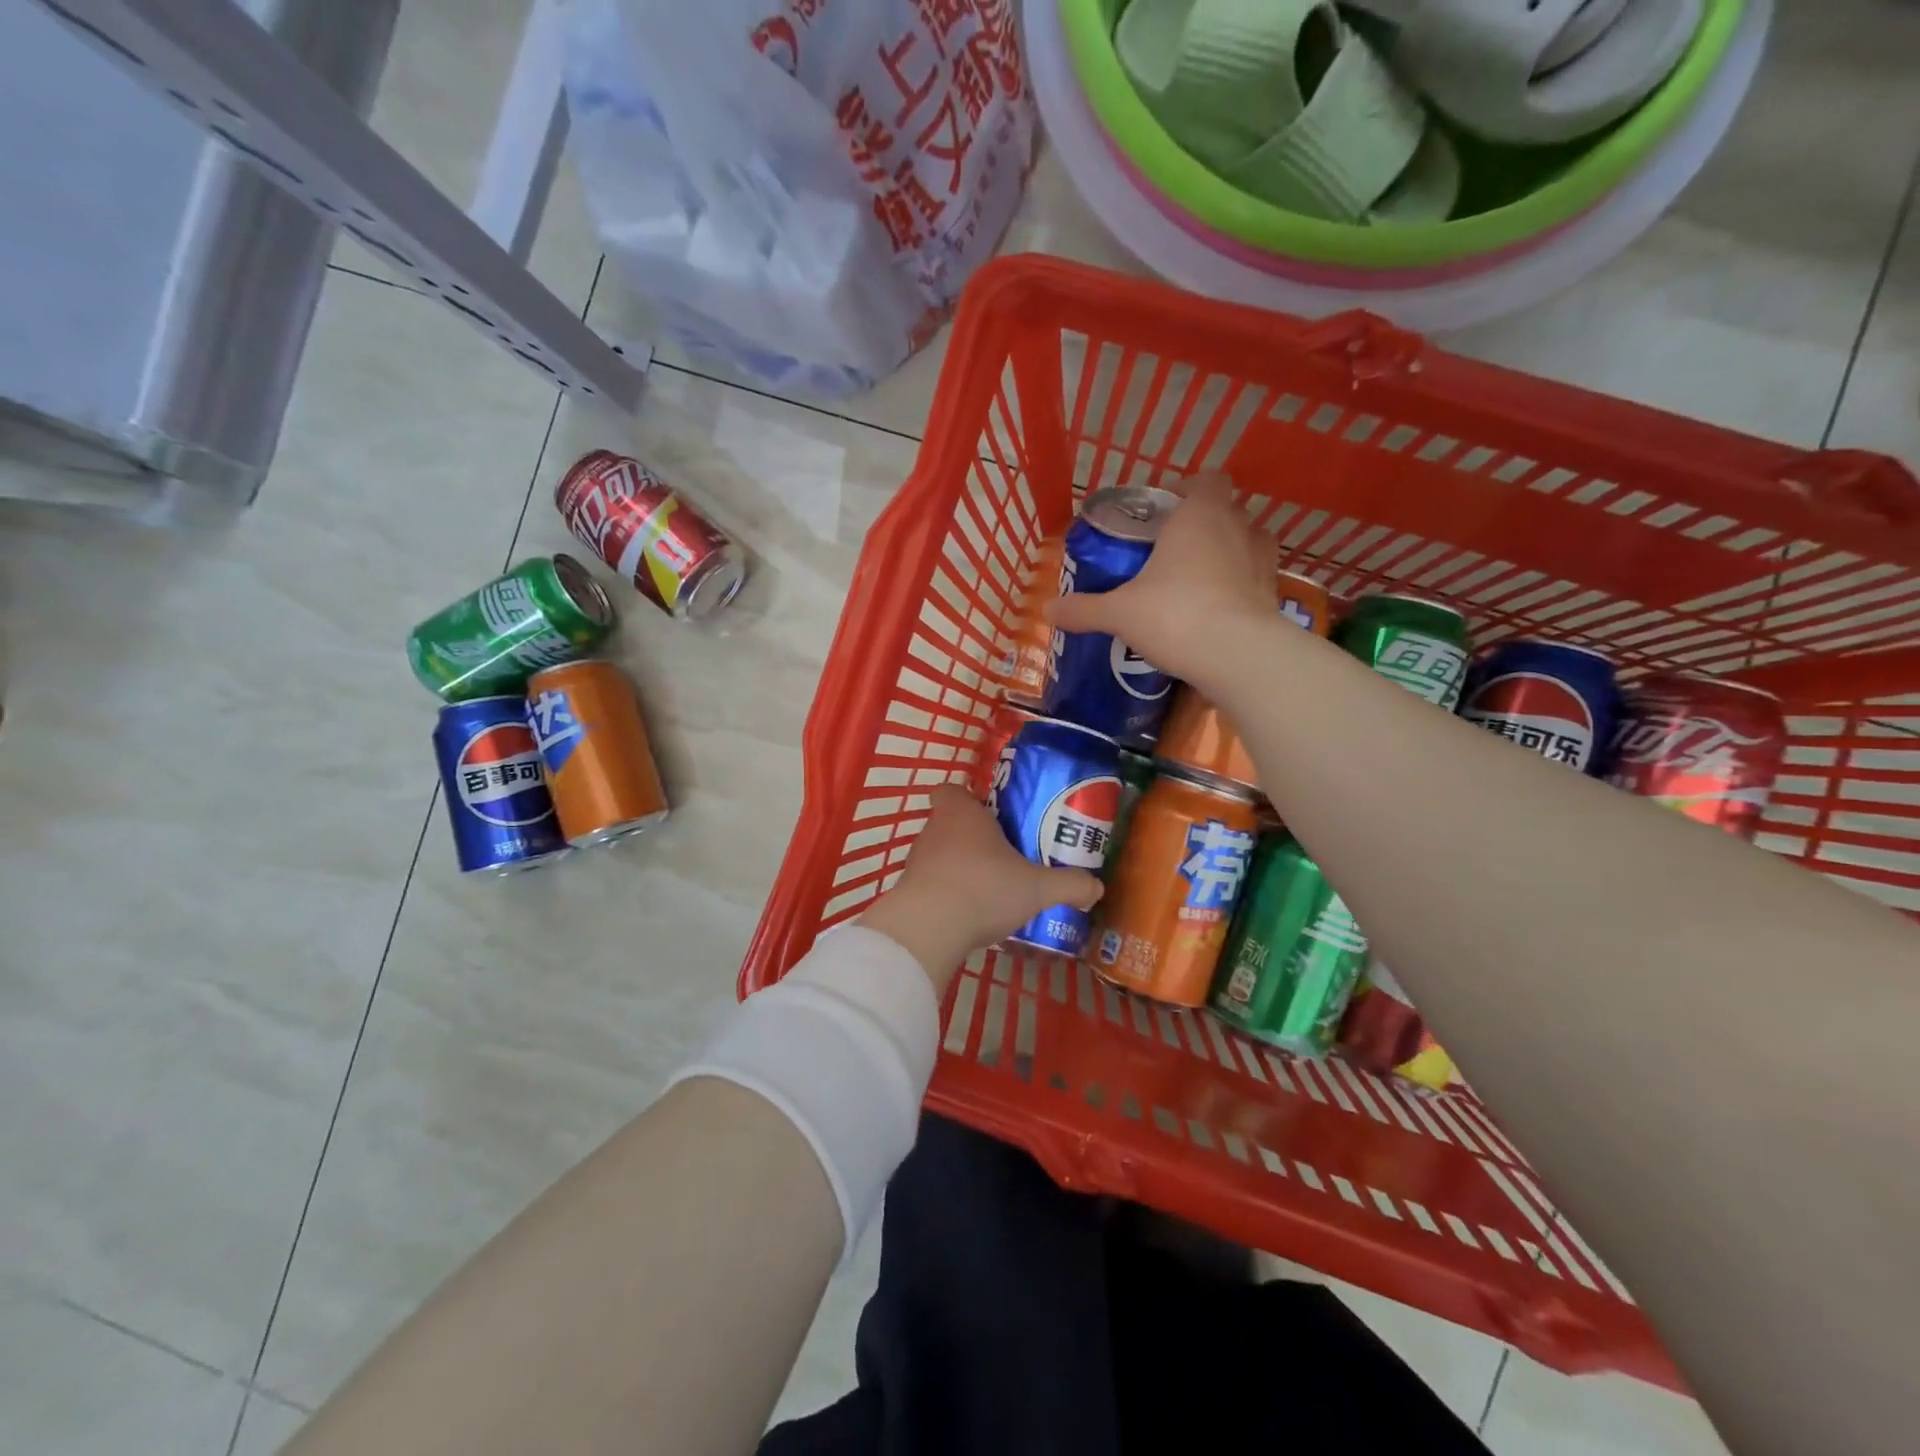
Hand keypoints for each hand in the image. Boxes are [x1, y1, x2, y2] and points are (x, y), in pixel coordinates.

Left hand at [858, 785, 1103, 993]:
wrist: (928, 929)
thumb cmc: (984, 888)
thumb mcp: (1037, 888)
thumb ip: (1069, 885)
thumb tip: (1097, 887)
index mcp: (962, 812)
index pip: (953, 790)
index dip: (969, 799)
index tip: (992, 815)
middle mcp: (935, 829)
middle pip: (951, 822)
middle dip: (974, 837)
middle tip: (1005, 854)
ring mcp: (917, 860)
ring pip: (941, 853)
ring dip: (960, 866)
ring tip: (990, 887)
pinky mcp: (908, 890)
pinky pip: (932, 883)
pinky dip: (947, 892)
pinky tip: (969, 912)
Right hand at [1046, 473, 1273, 681]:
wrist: (1236, 655)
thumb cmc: (1174, 614)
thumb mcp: (1119, 613)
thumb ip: (1084, 608)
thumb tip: (1047, 609)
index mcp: (1199, 514)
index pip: (1207, 480)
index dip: (1188, 490)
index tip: (1165, 512)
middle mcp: (1238, 527)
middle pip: (1227, 510)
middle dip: (1204, 525)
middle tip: (1173, 551)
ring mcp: (1263, 560)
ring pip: (1248, 542)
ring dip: (1228, 553)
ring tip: (1199, 580)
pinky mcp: (1275, 594)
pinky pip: (1256, 579)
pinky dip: (1241, 587)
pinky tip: (1218, 610)